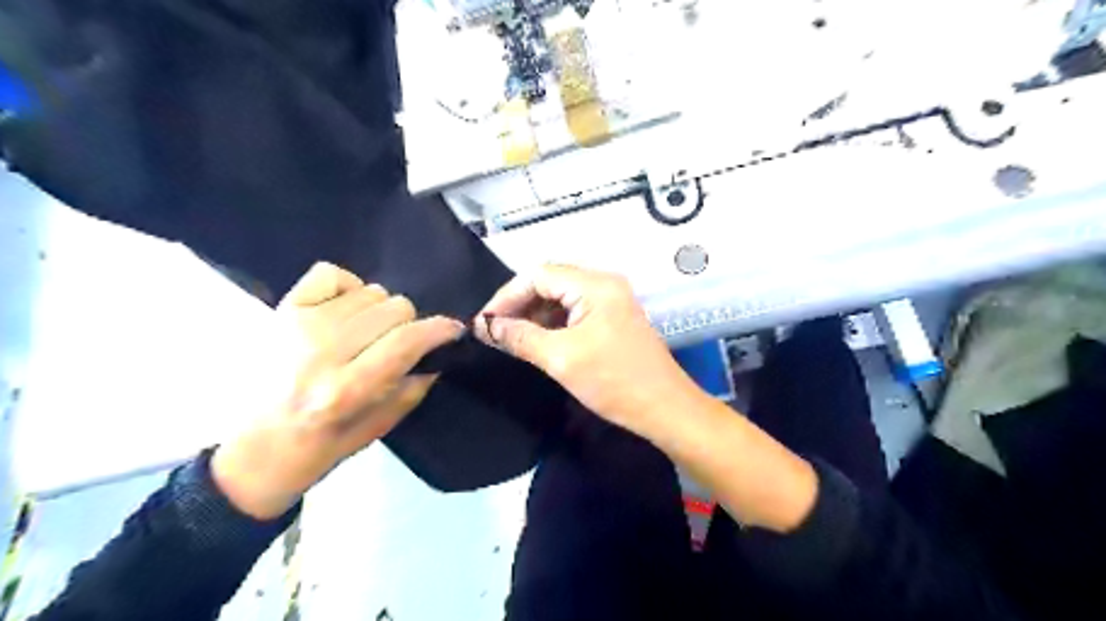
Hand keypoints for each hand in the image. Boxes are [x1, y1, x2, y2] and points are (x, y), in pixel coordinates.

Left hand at [210, 263, 461, 517]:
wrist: (248, 453)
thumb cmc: (316, 449)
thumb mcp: (375, 431)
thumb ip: (411, 388)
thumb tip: (438, 354)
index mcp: (346, 389)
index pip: (408, 340)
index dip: (440, 330)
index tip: (452, 330)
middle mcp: (322, 350)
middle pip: (395, 308)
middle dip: (408, 326)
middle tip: (395, 346)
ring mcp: (298, 324)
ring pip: (370, 291)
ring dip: (379, 312)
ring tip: (365, 335)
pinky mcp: (281, 310)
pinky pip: (331, 273)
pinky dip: (347, 288)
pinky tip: (344, 312)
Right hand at [475, 265, 699, 434]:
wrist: (665, 408)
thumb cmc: (614, 382)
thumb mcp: (560, 359)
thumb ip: (519, 337)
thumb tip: (486, 327)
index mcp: (595, 285)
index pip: (538, 275)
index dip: (507, 295)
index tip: (484, 321)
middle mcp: (604, 283)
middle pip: (550, 281)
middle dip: (519, 303)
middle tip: (494, 329)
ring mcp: (612, 299)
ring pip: (561, 296)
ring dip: (534, 313)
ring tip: (510, 336)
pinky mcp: (613, 316)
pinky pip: (575, 310)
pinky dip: (553, 322)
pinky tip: (537, 339)